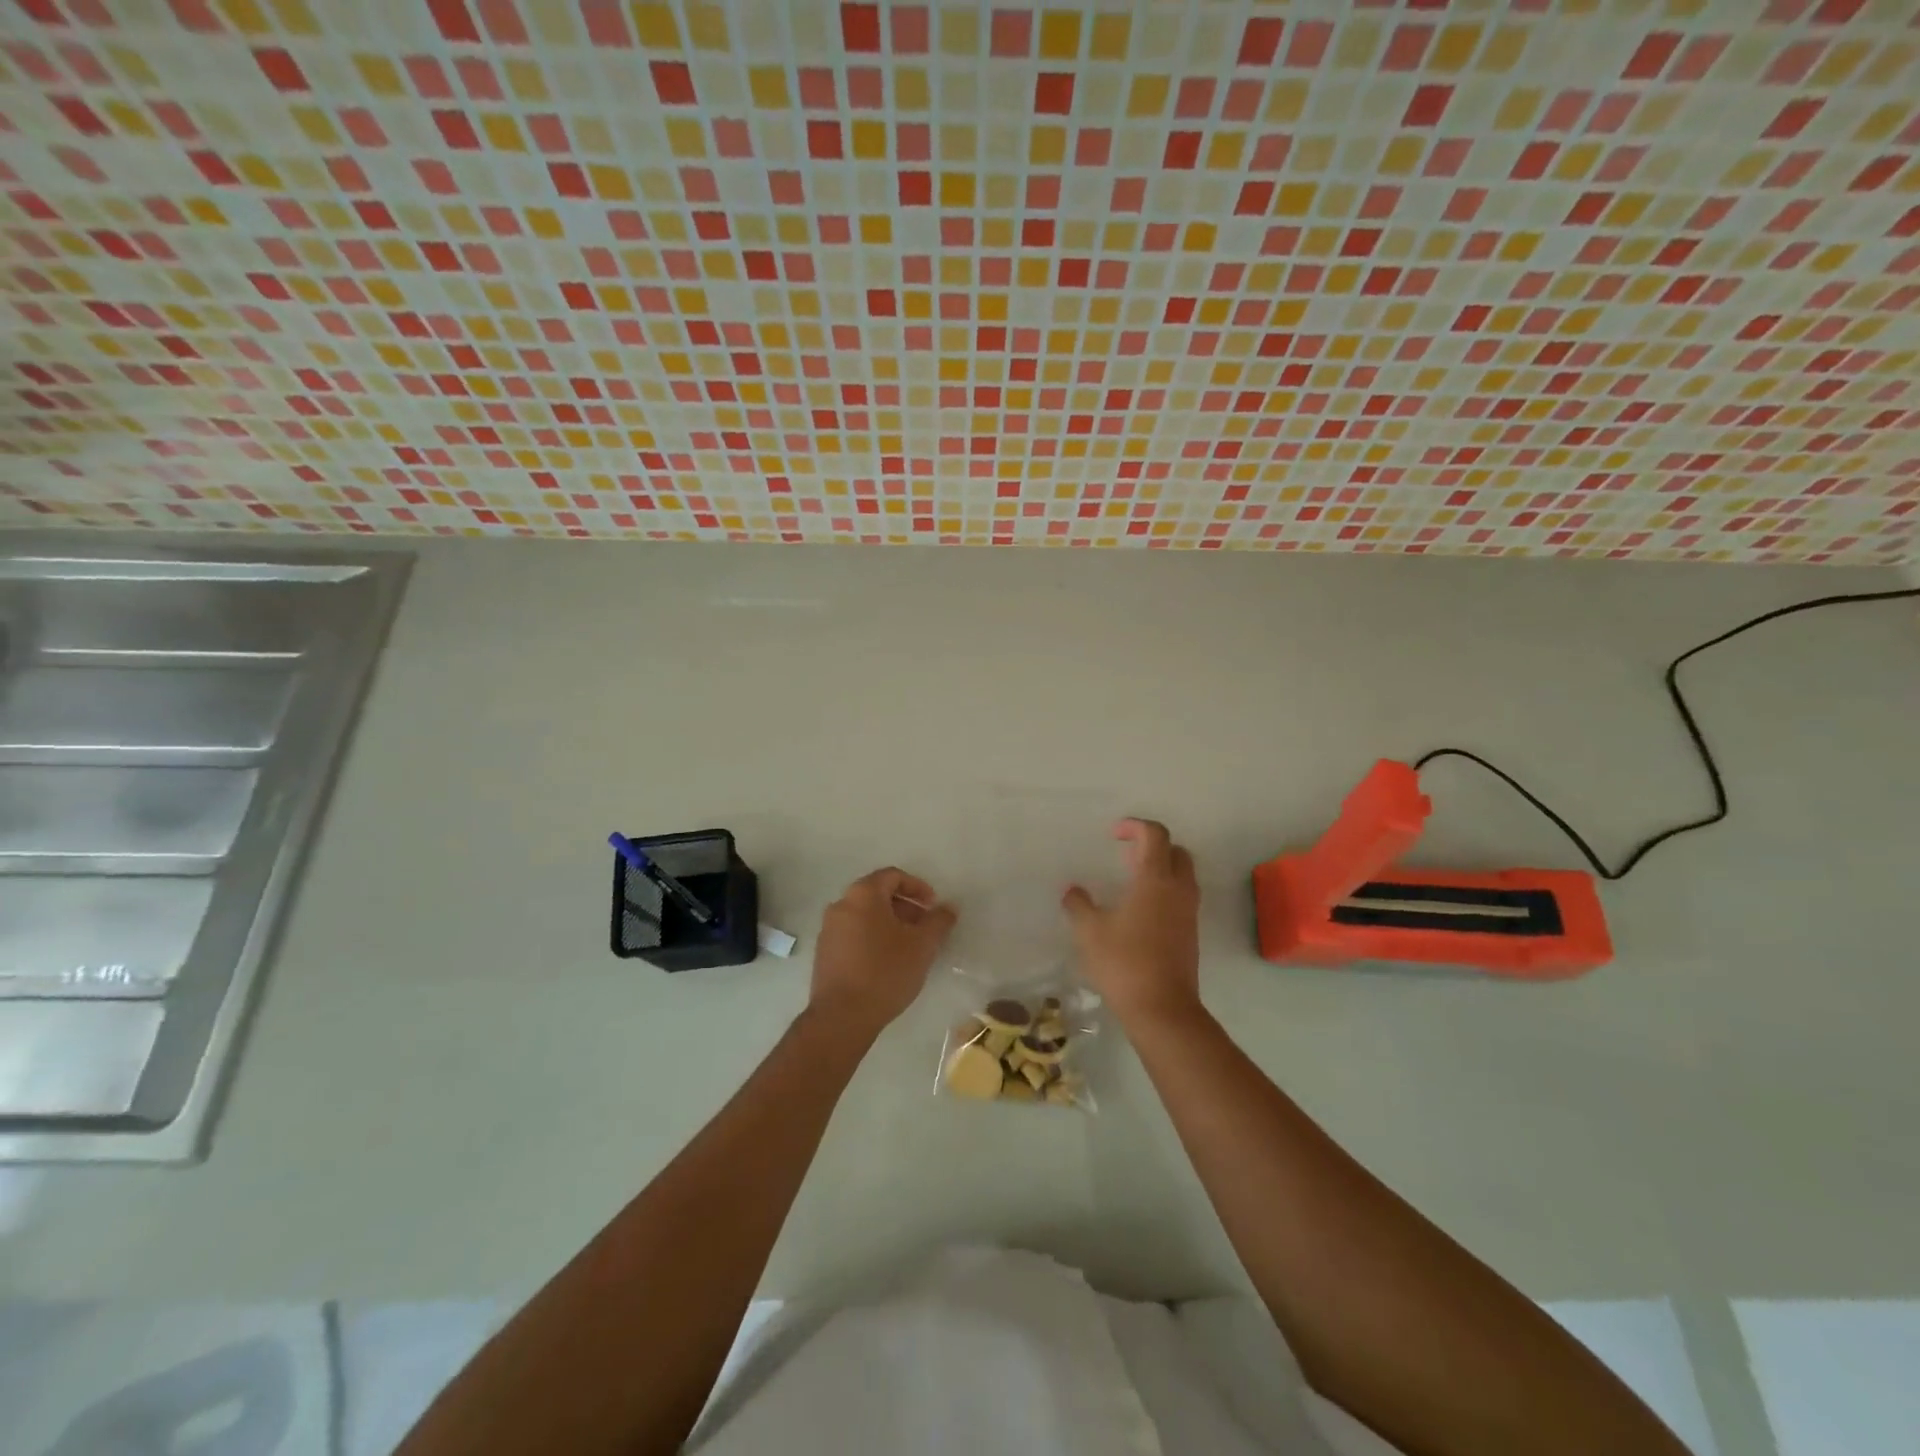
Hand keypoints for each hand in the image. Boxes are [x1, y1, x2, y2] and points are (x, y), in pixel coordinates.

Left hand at [810, 867, 956, 1035]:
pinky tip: (887, 962)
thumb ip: (939, 921)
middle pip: (877, 894)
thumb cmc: (885, 971)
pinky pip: (853, 934)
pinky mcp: (824, 953)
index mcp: (863, 894)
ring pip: (865, 915)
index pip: (893, 876)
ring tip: (909, 947)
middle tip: (925, 927)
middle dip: (905, 907)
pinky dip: (873, 937)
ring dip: (890, 923)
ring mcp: (828, 929)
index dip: (918, 887)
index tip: (933, 907)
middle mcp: (841, 904)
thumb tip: (948, 907)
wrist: (842, 1017)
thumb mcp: (922, 945)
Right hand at [1062, 819, 1201, 1027]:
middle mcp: (1178, 890)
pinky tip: (1139, 910)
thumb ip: (1079, 904)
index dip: (1135, 826)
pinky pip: (1181, 898)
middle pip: (1176, 852)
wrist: (1162, 1009)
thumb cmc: (1124, 962)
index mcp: (1155, 879)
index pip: (1156, 835)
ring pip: (1182, 876)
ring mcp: (1188, 913)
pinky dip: (1164, 892)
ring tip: (1130, 881)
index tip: (1114, 834)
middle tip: (1125, 856)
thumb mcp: (1089, 931)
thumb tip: (1071, 890)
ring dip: (1160, 869)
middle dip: (1153, 846)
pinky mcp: (1190, 934)